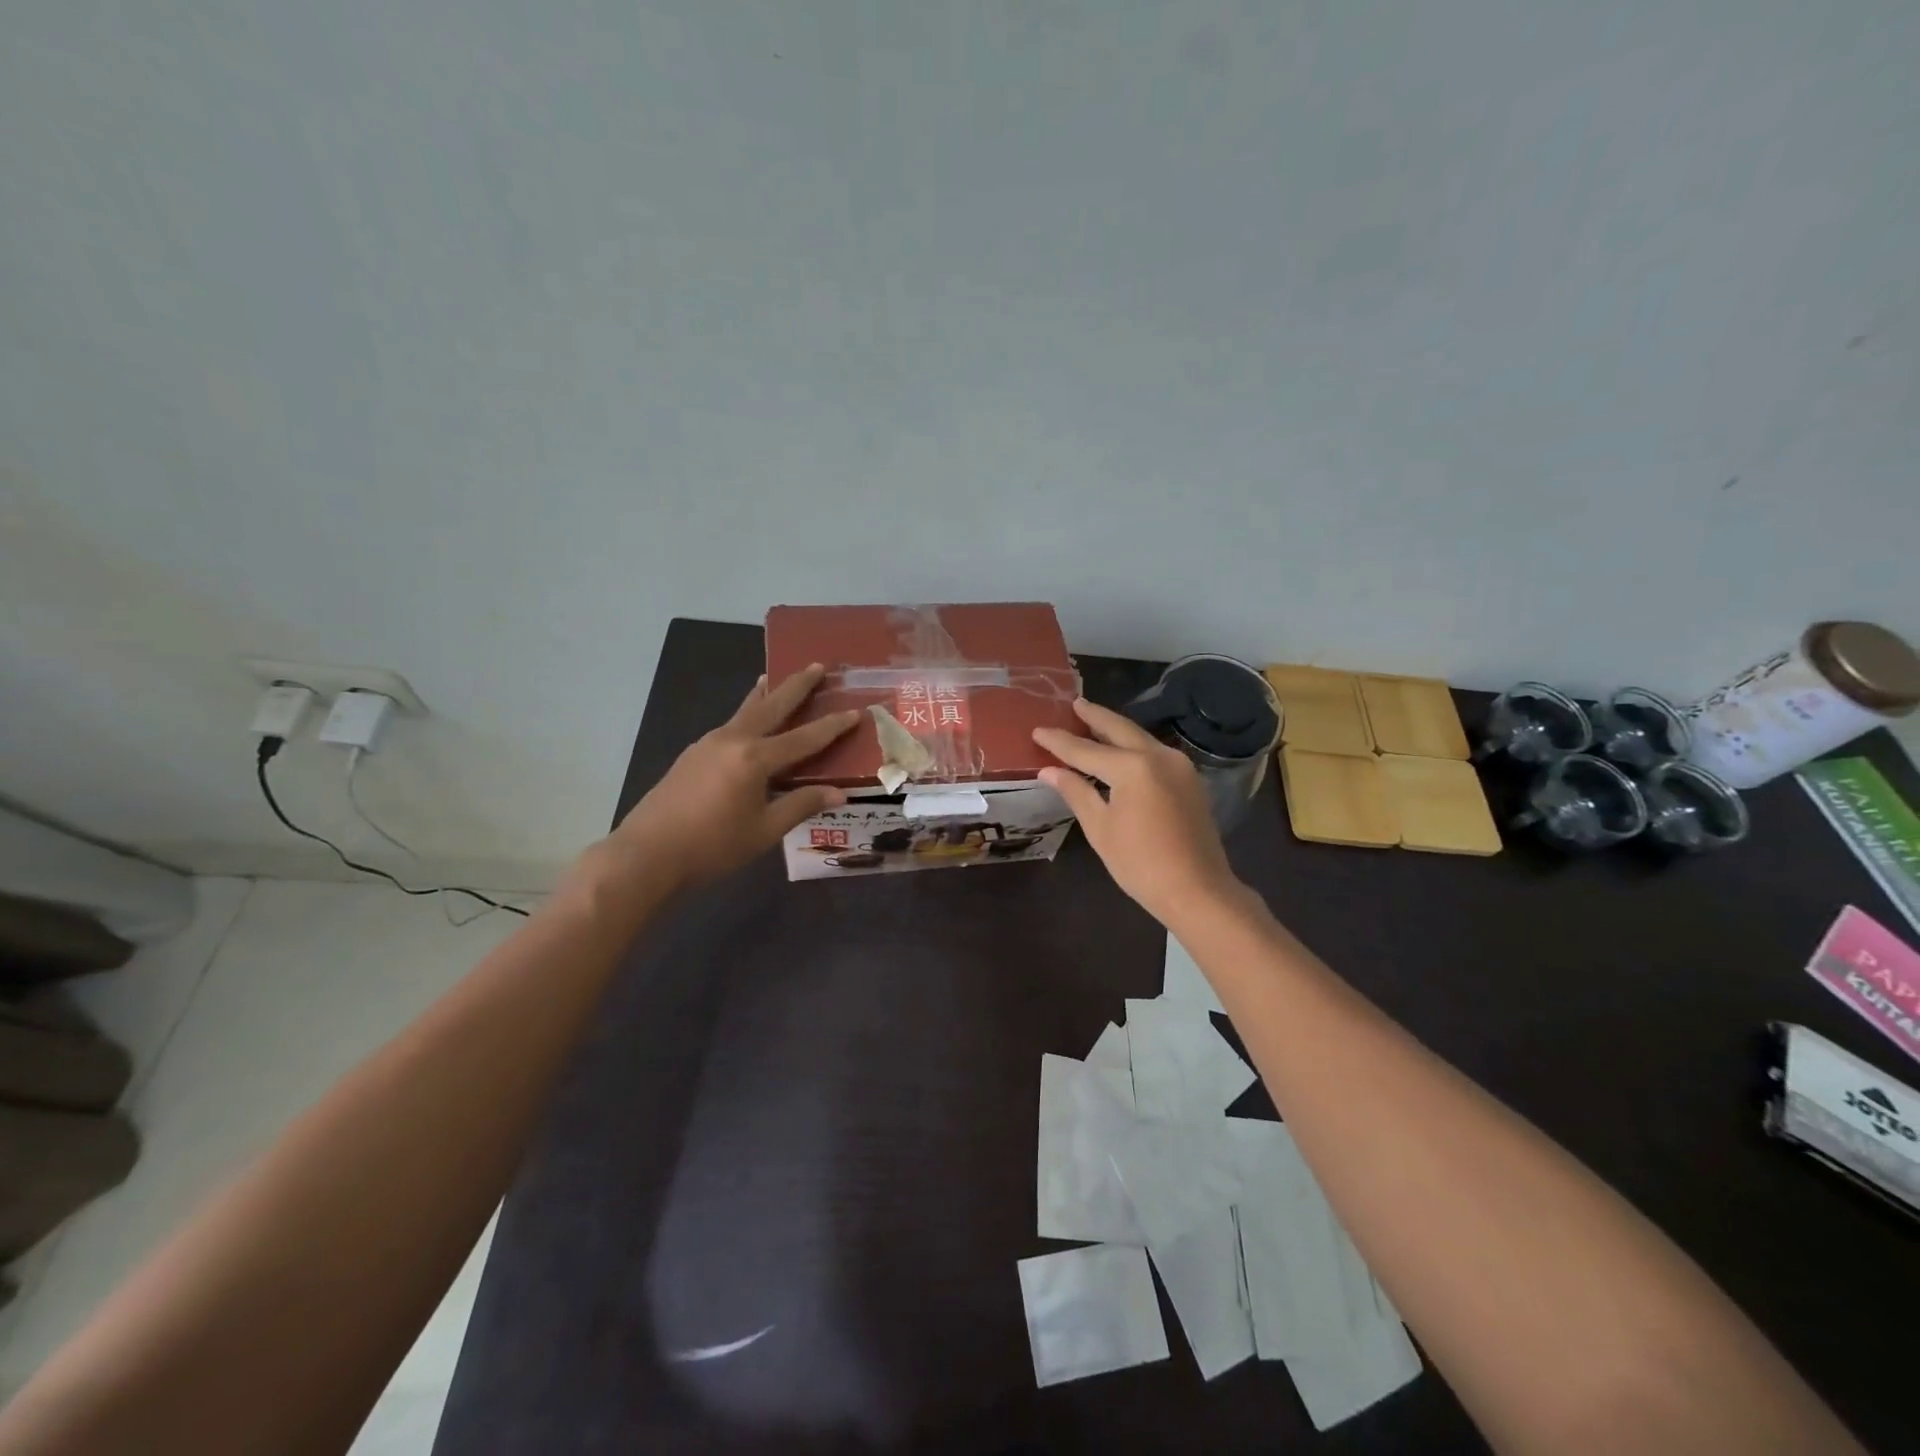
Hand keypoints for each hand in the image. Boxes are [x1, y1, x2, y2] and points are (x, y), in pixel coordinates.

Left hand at [602, 665, 860, 896]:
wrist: (646, 854)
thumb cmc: (711, 846)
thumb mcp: (764, 830)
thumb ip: (801, 805)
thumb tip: (840, 794)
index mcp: (755, 758)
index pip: (804, 738)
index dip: (833, 726)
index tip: (857, 710)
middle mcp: (733, 740)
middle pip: (771, 705)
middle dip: (796, 685)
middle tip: (817, 665)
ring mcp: (708, 744)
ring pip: (745, 711)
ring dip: (765, 694)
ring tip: (774, 677)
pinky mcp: (692, 754)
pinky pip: (730, 725)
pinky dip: (746, 714)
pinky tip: (748, 724)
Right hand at [1033, 698, 1238, 926]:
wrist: (1197, 891)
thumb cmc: (1140, 863)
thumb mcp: (1100, 828)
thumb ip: (1076, 792)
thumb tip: (1050, 771)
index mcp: (1132, 767)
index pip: (1085, 749)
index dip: (1059, 741)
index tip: (1038, 730)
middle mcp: (1158, 756)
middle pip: (1119, 729)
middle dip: (1094, 717)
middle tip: (1074, 704)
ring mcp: (1179, 766)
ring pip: (1140, 738)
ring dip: (1115, 730)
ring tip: (1092, 722)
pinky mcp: (1189, 780)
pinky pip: (1153, 753)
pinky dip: (1132, 747)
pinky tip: (1119, 752)